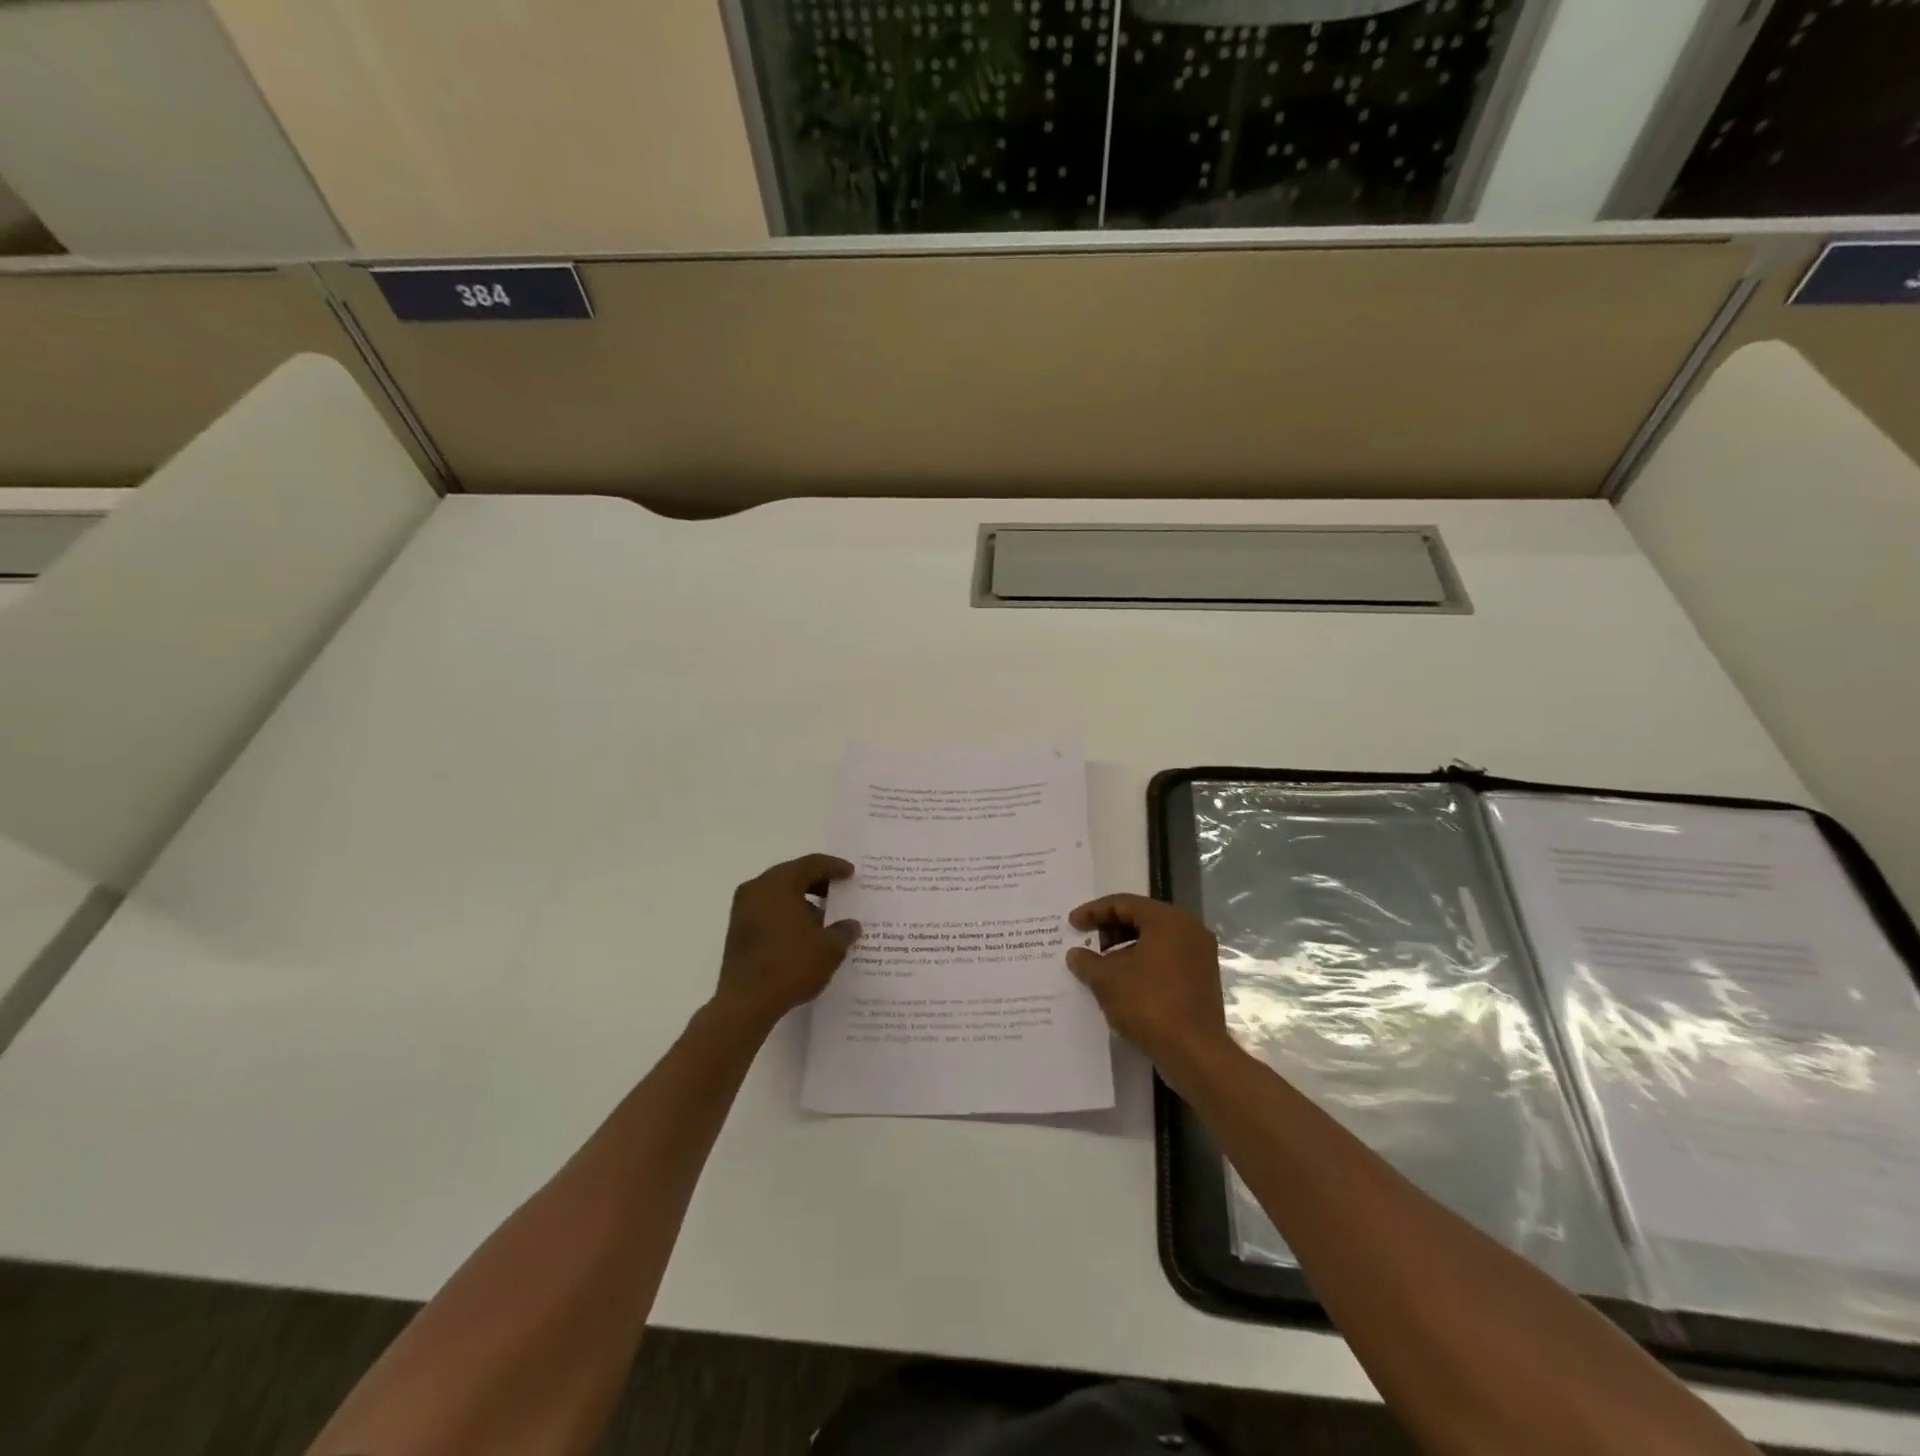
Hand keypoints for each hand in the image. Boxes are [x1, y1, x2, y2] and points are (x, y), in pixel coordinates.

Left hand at [712, 854, 860, 1030]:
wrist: (746, 1003)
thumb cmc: (790, 966)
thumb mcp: (829, 949)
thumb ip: (844, 931)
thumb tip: (851, 925)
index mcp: (778, 884)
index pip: (811, 864)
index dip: (834, 866)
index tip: (851, 873)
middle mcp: (757, 889)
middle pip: (792, 875)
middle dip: (817, 882)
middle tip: (838, 891)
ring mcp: (743, 909)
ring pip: (778, 893)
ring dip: (802, 900)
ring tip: (824, 918)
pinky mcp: (737, 930)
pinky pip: (768, 910)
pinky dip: (787, 913)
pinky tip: (803, 933)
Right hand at [1066, 894, 1232, 1073]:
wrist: (1194, 1053)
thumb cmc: (1149, 1003)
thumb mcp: (1107, 980)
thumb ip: (1087, 961)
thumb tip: (1076, 954)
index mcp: (1168, 919)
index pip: (1123, 903)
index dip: (1093, 911)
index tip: (1072, 924)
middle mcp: (1189, 929)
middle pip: (1141, 918)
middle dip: (1110, 929)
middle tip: (1086, 942)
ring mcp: (1199, 955)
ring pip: (1154, 940)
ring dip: (1124, 948)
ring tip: (1101, 965)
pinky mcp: (1202, 979)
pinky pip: (1166, 959)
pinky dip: (1142, 963)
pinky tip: (1123, 983)